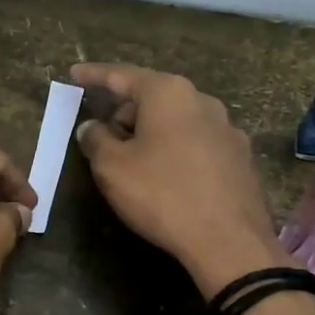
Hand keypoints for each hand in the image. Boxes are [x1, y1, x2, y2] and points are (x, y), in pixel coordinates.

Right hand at [70, 63, 279, 297]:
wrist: (228, 240)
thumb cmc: (162, 195)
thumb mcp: (112, 168)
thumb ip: (95, 140)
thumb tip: (92, 127)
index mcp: (168, 94)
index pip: (122, 75)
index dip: (94, 75)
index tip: (74, 73)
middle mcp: (202, 101)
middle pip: (152, 97)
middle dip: (124, 112)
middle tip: (102, 139)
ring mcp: (227, 129)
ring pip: (176, 121)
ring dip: (150, 133)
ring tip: (133, 163)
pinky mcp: (239, 158)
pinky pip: (196, 143)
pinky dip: (174, 150)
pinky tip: (167, 179)